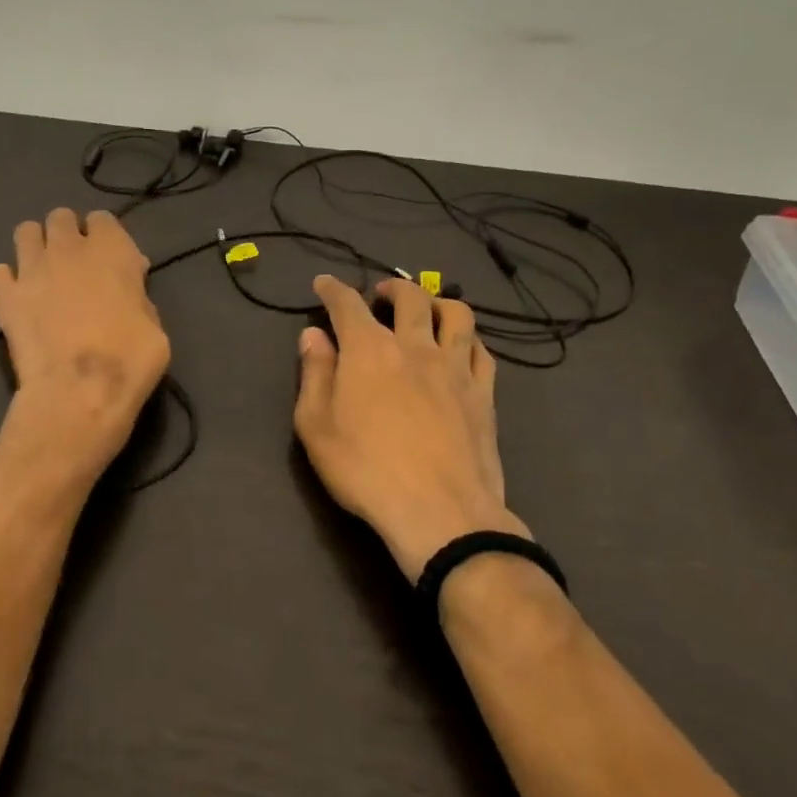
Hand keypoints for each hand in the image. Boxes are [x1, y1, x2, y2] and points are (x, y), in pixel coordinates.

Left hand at [0, 208, 170, 488]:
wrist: (78, 393)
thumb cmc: (129, 361)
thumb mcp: (155, 327)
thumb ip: (139, 296)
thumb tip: (129, 287)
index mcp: (112, 250)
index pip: (103, 219)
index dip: (105, 236)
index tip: (109, 259)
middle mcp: (69, 249)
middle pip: (61, 217)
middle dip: (67, 233)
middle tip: (74, 263)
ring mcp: (32, 269)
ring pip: (25, 232)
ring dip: (35, 246)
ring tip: (44, 272)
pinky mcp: (5, 296)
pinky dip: (7, 281)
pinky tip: (18, 298)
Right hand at [294, 275, 529, 581]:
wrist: (440, 513)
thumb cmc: (366, 470)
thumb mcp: (316, 426)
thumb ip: (314, 374)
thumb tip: (313, 335)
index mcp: (369, 350)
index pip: (347, 304)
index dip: (332, 289)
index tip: (323, 284)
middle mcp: (414, 346)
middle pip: (409, 298)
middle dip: (391, 288)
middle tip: (380, 295)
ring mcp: (455, 368)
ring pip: (456, 314)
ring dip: (438, 302)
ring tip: (427, 310)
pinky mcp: (483, 394)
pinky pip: (482, 351)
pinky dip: (468, 339)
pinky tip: (461, 348)